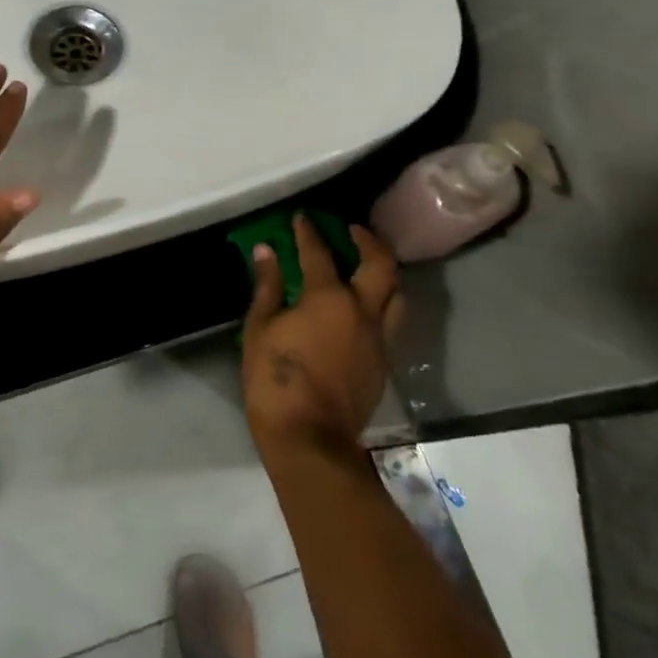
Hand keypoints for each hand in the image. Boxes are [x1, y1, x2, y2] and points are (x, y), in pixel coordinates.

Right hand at [241, 215, 401, 453]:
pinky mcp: (383, 363)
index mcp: (328, 298)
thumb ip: (268, 286)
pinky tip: (362, 309)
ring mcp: (378, 339)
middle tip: (352, 231)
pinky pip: (390, 322)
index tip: (303, 218)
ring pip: (397, 295)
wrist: (310, 439)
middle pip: (381, 265)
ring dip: (384, 273)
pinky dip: (382, 304)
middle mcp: (362, 311)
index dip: (309, 232)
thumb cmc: (275, 379)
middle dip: (368, 241)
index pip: (319, 253)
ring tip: (367, 266)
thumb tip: (266, 251)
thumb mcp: (260, 328)